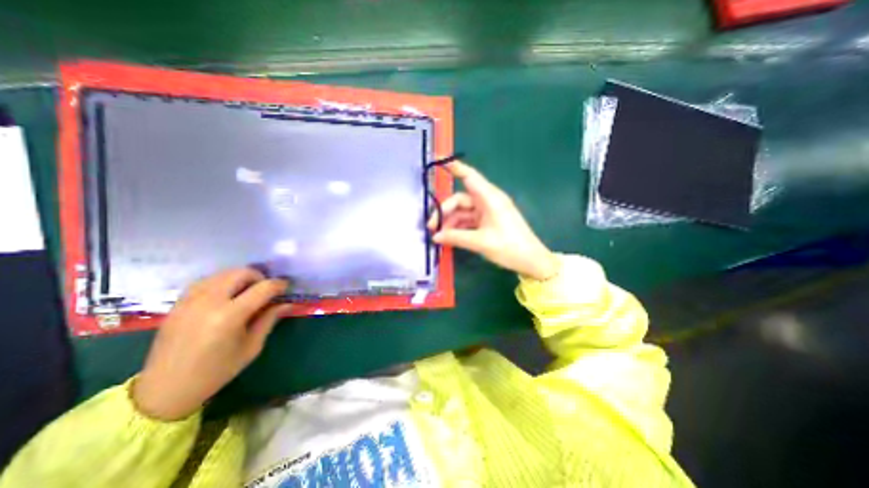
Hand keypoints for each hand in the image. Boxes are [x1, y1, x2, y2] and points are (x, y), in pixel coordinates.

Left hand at [130, 269, 288, 421]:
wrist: (164, 390)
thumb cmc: (216, 371)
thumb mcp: (252, 347)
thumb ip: (269, 319)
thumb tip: (287, 303)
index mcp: (229, 316)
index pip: (263, 288)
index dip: (279, 285)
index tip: (285, 288)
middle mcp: (209, 302)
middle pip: (241, 273)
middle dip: (259, 277)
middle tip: (265, 291)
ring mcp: (190, 301)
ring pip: (223, 273)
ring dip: (240, 278)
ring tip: (246, 292)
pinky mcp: (178, 304)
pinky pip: (205, 281)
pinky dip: (222, 282)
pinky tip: (226, 295)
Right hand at [430, 161, 559, 279]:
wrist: (531, 261)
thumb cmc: (509, 248)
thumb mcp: (480, 242)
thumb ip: (455, 237)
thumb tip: (435, 236)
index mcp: (490, 198)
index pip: (469, 177)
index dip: (454, 167)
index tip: (438, 160)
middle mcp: (488, 201)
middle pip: (460, 199)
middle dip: (444, 211)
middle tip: (431, 226)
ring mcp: (488, 212)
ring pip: (463, 211)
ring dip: (450, 221)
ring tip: (438, 235)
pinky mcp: (488, 222)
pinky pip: (468, 221)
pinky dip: (458, 227)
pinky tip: (449, 237)